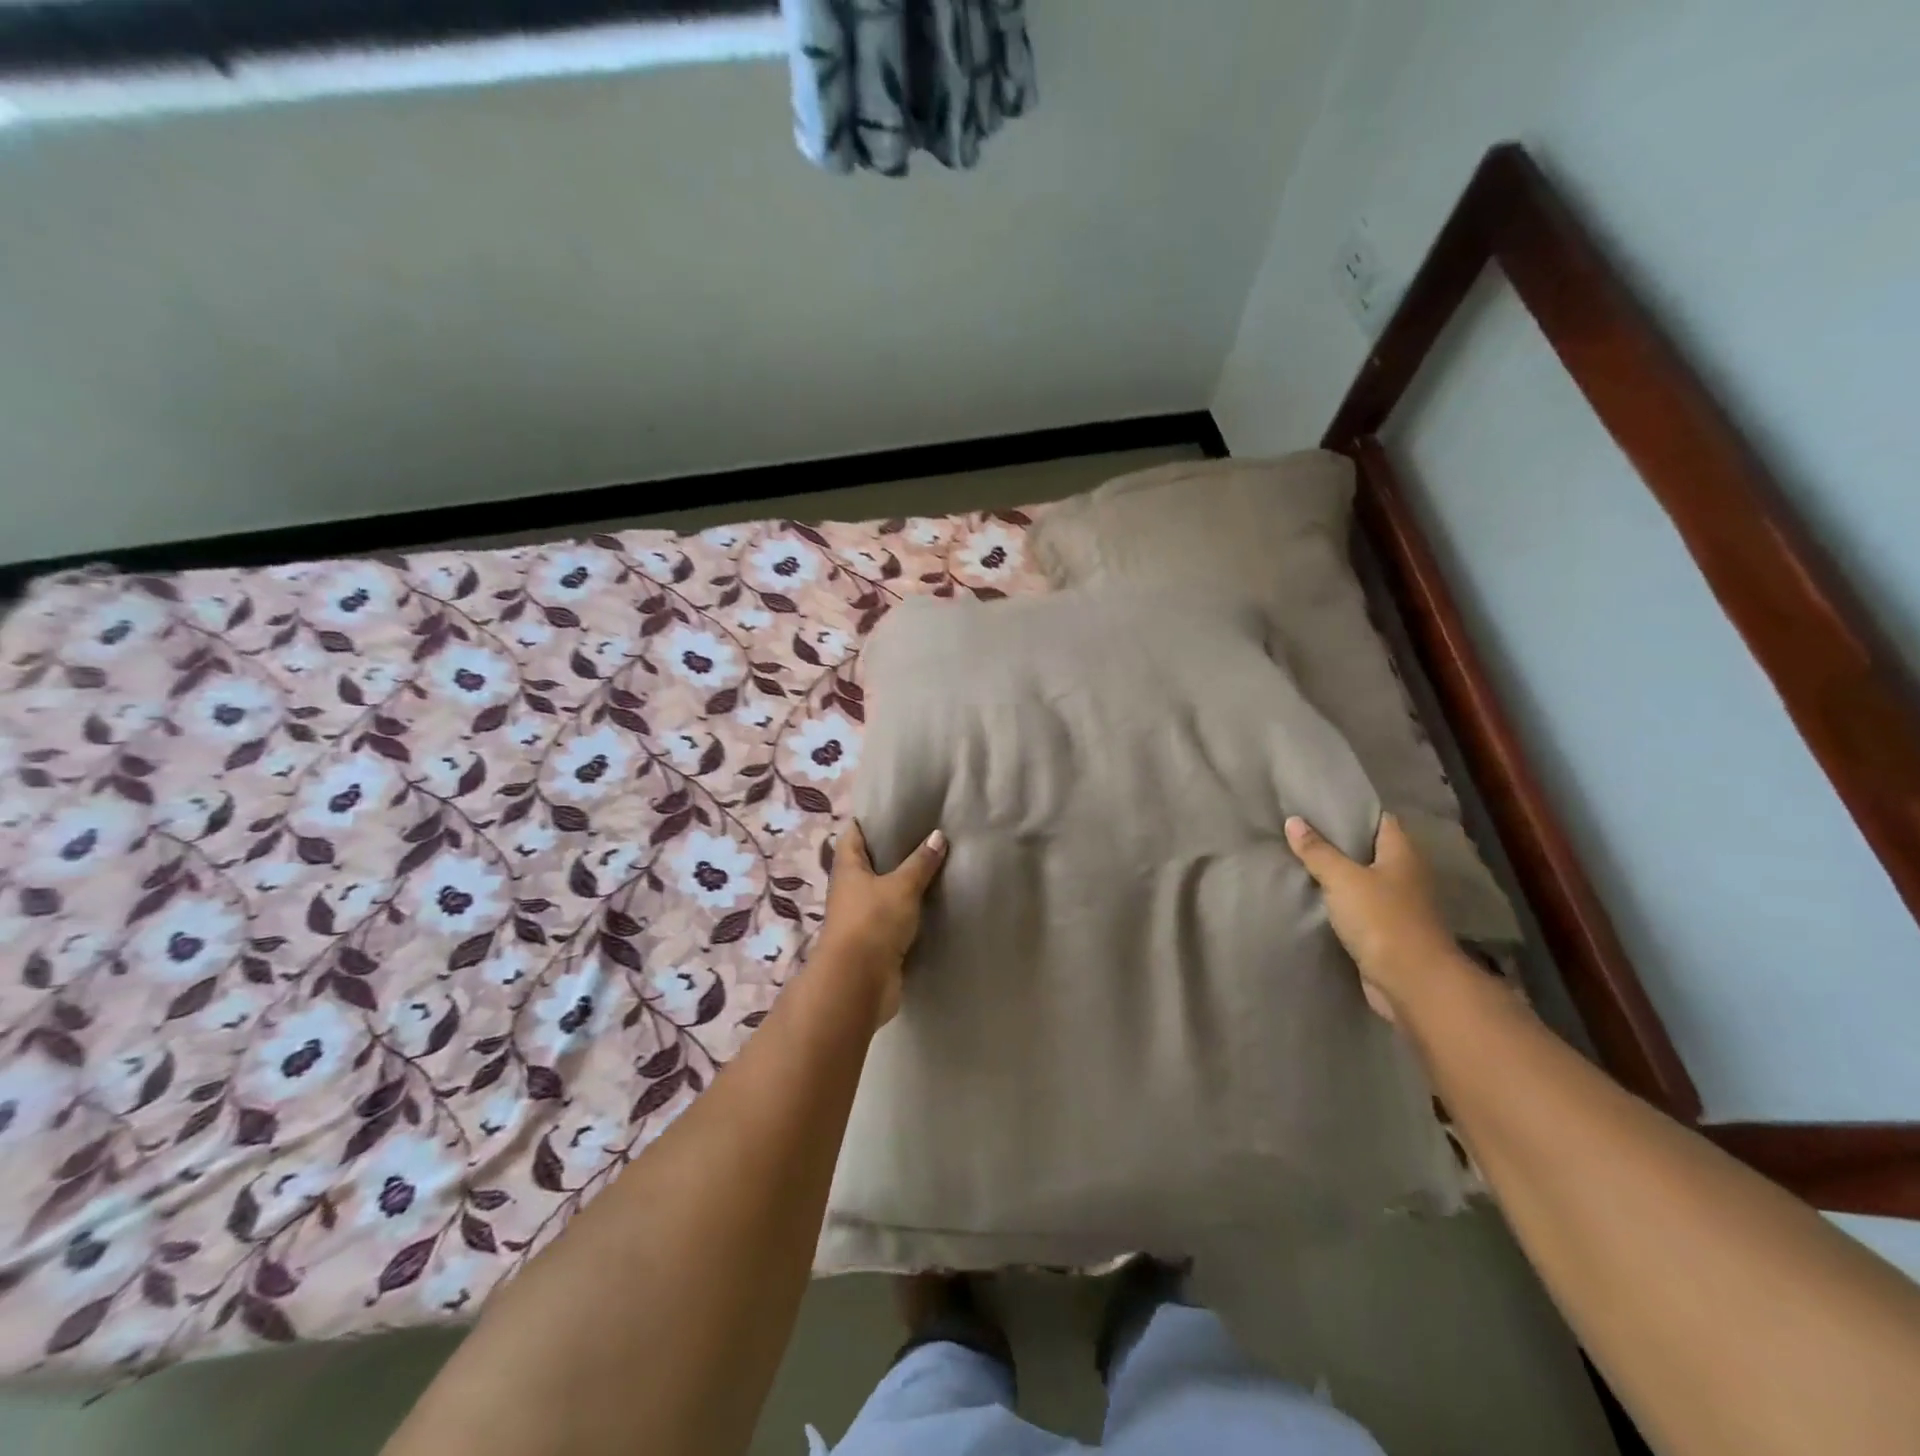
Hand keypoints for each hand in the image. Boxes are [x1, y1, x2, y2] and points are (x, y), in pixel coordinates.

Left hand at [814, 821, 947, 1024]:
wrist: (859, 983)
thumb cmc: (873, 923)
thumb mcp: (901, 887)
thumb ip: (920, 862)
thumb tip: (938, 835)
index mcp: (848, 868)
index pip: (854, 833)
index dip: (870, 819)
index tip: (896, 807)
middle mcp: (851, 889)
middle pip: (870, 861)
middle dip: (895, 849)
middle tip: (928, 832)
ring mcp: (862, 916)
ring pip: (885, 890)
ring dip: (905, 881)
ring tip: (937, 862)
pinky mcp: (877, 941)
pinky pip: (896, 917)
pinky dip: (912, 909)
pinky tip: (935, 900)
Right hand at [1285, 813, 1463, 1021]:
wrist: (1412, 983)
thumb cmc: (1382, 920)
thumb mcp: (1342, 879)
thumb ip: (1317, 851)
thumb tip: (1294, 821)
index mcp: (1402, 853)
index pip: (1380, 819)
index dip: (1352, 811)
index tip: (1319, 805)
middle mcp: (1406, 875)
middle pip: (1370, 849)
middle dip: (1339, 842)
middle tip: (1300, 831)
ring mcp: (1400, 905)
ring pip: (1363, 880)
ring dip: (1338, 875)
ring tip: (1300, 861)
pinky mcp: (1388, 932)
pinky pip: (1360, 908)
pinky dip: (1340, 902)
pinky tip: (1314, 898)